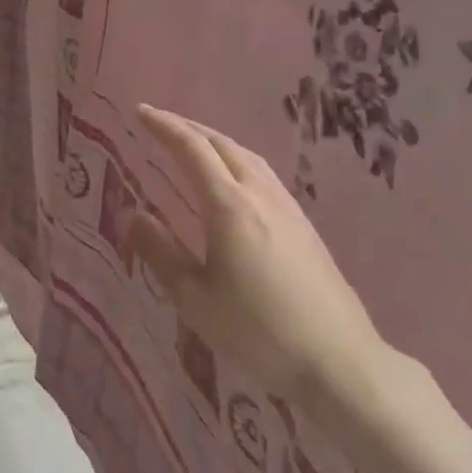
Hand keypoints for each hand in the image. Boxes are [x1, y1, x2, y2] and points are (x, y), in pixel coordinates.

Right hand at [128, 105, 394, 409]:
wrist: (337, 359)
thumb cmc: (257, 332)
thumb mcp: (195, 299)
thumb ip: (161, 253)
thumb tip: (133, 216)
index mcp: (230, 206)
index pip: (192, 150)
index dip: (164, 127)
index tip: (140, 113)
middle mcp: (260, 195)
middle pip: (222, 144)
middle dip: (188, 127)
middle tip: (159, 122)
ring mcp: (288, 207)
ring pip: (247, 156)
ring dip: (215, 141)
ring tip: (193, 143)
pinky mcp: (304, 224)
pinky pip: (263, 173)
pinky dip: (237, 159)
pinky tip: (233, 179)